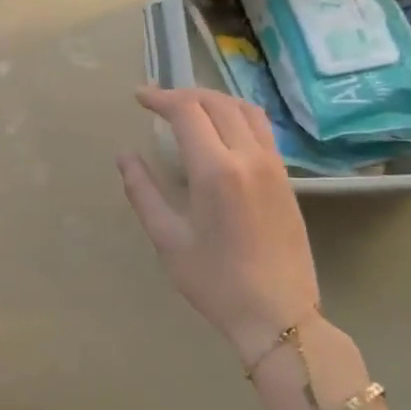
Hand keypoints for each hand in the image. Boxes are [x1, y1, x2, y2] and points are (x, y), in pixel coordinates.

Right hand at [117, 87, 319, 360]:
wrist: (278, 314)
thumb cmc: (214, 281)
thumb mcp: (167, 238)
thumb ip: (143, 191)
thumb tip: (125, 156)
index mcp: (216, 170)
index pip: (188, 112)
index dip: (160, 98)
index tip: (138, 97)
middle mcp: (249, 157)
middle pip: (217, 103)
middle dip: (184, 94)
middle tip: (157, 101)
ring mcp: (273, 166)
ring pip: (245, 110)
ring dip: (213, 99)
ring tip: (188, 107)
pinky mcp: (285, 179)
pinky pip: (261, 129)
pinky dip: (236, 115)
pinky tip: (220, 130)